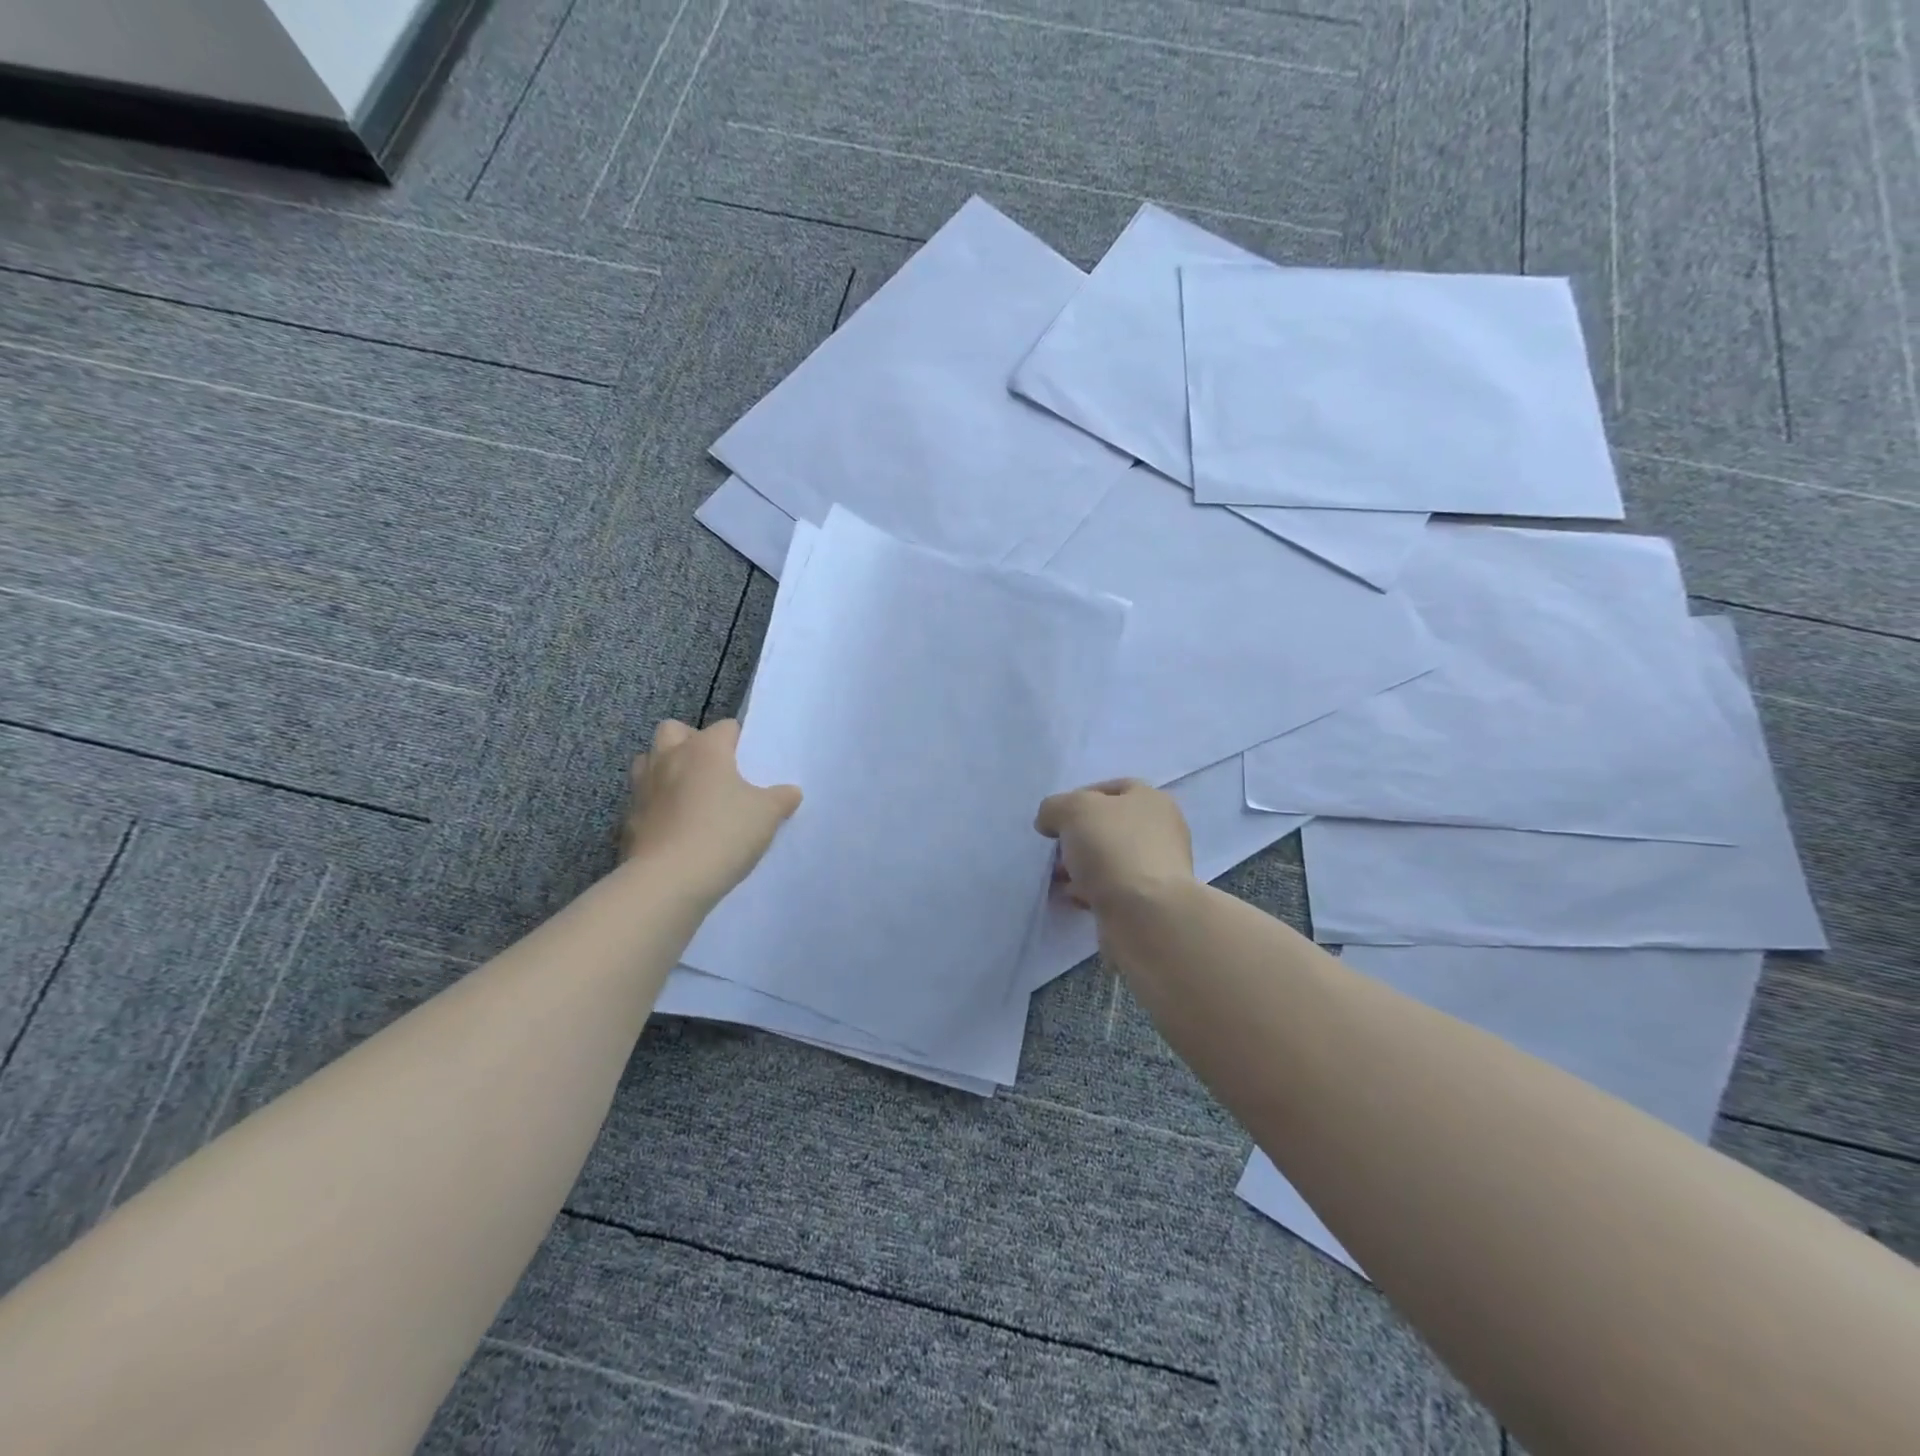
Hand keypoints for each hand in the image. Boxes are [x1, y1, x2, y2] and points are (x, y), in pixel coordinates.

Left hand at [621, 719, 801, 899]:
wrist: (670, 880)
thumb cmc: (724, 833)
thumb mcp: (767, 814)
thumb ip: (781, 798)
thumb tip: (790, 792)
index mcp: (705, 749)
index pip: (725, 727)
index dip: (740, 742)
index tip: (751, 765)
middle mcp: (669, 758)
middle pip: (674, 730)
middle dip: (690, 742)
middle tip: (712, 770)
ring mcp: (643, 788)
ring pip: (648, 761)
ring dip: (665, 769)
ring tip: (688, 794)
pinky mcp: (628, 819)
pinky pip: (642, 801)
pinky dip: (655, 807)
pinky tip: (673, 828)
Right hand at [1034, 778, 1194, 911]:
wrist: (1145, 913)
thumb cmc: (1113, 847)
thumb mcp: (1073, 809)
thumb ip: (1055, 807)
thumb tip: (1050, 823)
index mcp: (1152, 800)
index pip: (1112, 788)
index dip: (1079, 797)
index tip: (1056, 818)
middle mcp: (1161, 831)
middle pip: (1108, 826)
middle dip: (1077, 837)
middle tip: (1056, 850)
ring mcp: (1157, 869)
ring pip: (1108, 859)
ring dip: (1081, 867)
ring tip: (1058, 878)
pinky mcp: (1149, 902)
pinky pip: (1111, 889)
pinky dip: (1091, 891)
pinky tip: (1075, 898)